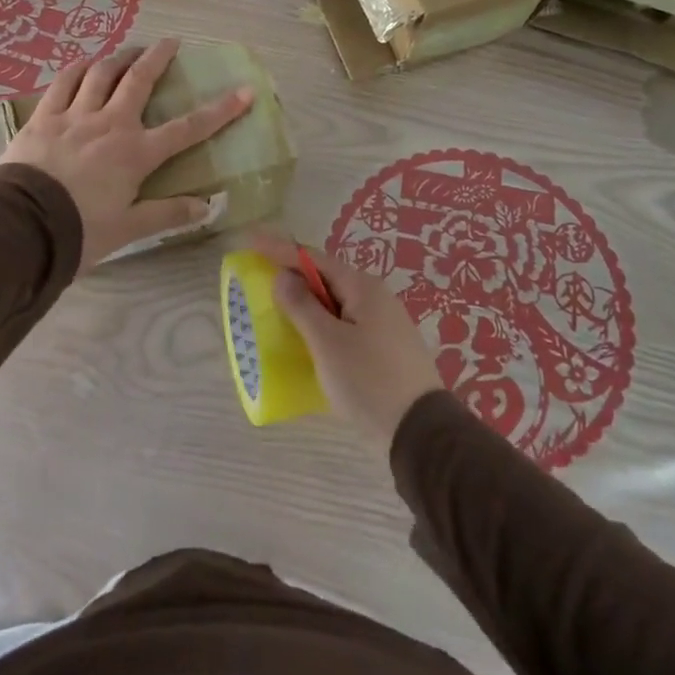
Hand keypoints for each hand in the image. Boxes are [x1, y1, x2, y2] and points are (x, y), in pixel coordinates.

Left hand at [0, 39, 252, 269]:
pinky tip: (83, 63)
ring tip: (128, 50)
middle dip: (158, 58)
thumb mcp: (128, 229)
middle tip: (171, 42)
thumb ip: (167, 213)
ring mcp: (74, 116)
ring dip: (118, 57)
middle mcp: (110, 124)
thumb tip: (207, 207)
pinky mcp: (43, 117)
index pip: (187, 128)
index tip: (244, 91)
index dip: (220, 110)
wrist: (20, 227)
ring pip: (101, 73)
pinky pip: (63, 82)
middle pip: (139, 80)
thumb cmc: (79, 231)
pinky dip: (77, 69)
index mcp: (136, 153)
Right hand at [247, 231, 444, 452]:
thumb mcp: (328, 343)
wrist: (421, 433)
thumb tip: (284, 276)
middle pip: (327, 277)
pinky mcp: (386, 349)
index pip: (314, 258)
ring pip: (337, 303)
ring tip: (279, 307)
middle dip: (294, 275)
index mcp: (363, 287)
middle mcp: (376, 297)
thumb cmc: (369, 380)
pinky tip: (309, 339)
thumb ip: (302, 306)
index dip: (281, 249)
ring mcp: (384, 323)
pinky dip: (323, 324)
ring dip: (308, 302)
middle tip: (262, 275)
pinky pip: (346, 324)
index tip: (252, 240)